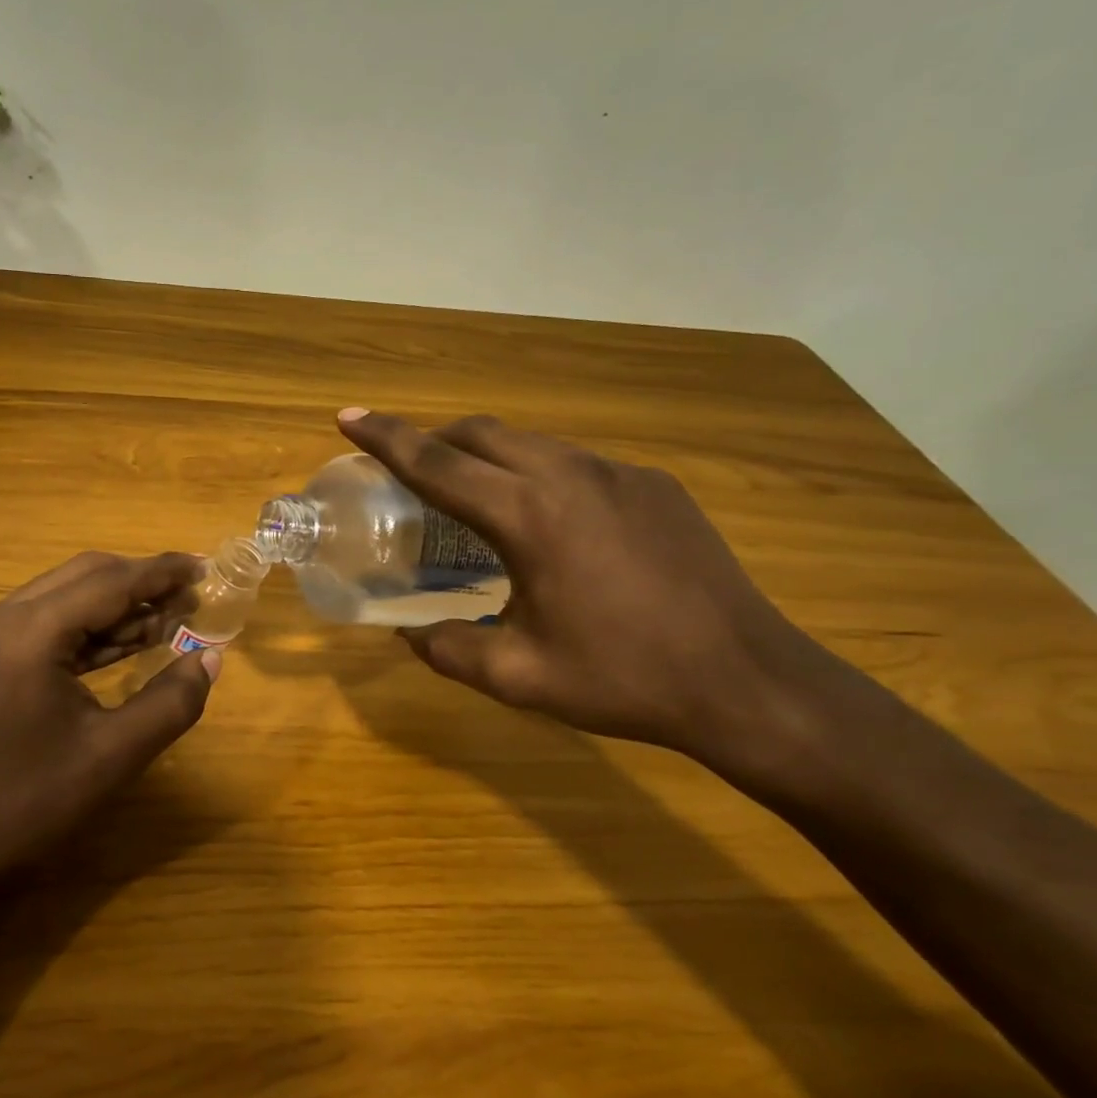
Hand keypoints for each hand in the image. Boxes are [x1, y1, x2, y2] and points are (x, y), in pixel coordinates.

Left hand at [0, 551, 219, 896]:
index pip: (111, 582)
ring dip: (122, 604)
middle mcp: (8, 617)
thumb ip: (171, 702)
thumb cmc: (28, 802)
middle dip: (144, 581)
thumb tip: (210, 657)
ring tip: (175, 617)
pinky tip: (134, 641)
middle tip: (193, 595)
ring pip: (71, 596)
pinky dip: (96, 628)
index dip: (163, 572)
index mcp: (32, 631)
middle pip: (88, 576)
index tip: (206, 567)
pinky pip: (55, 624)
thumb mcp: (114, 755)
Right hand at [339, 410, 830, 765]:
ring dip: (484, 454)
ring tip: (467, 492)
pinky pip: (573, 462)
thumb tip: (409, 632)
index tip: (349, 415)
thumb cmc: (622, 678)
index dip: (386, 437)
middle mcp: (570, 475)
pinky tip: (542, 519)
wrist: (747, 682)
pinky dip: (534, 472)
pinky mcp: (653, 485)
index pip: (437, 462)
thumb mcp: (517, 676)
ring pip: (530, 442)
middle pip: (481, 433)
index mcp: (529, 516)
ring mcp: (619, 474)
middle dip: (432, 437)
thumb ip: (448, 649)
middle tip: (402, 464)